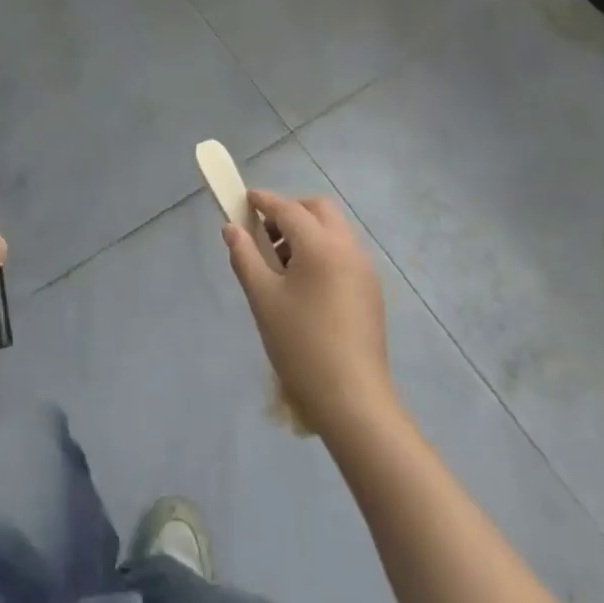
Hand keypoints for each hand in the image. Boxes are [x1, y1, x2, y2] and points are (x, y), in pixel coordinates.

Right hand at [223, 189, 395, 437]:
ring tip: (281, 262)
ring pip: (334, 231)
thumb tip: (232, 228)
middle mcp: (348, 249)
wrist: (353, 401)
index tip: (244, 200)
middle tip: (265, 231)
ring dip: (307, 231)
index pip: (288, 209)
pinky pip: (344, 253)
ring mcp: (364, 271)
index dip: (264, 201)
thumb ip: (244, 256)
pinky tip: (304, 284)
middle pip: (319, 210)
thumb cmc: (301, 345)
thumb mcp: (262, 298)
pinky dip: (322, 251)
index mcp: (321, 246)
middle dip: (291, 210)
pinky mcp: (371, 292)